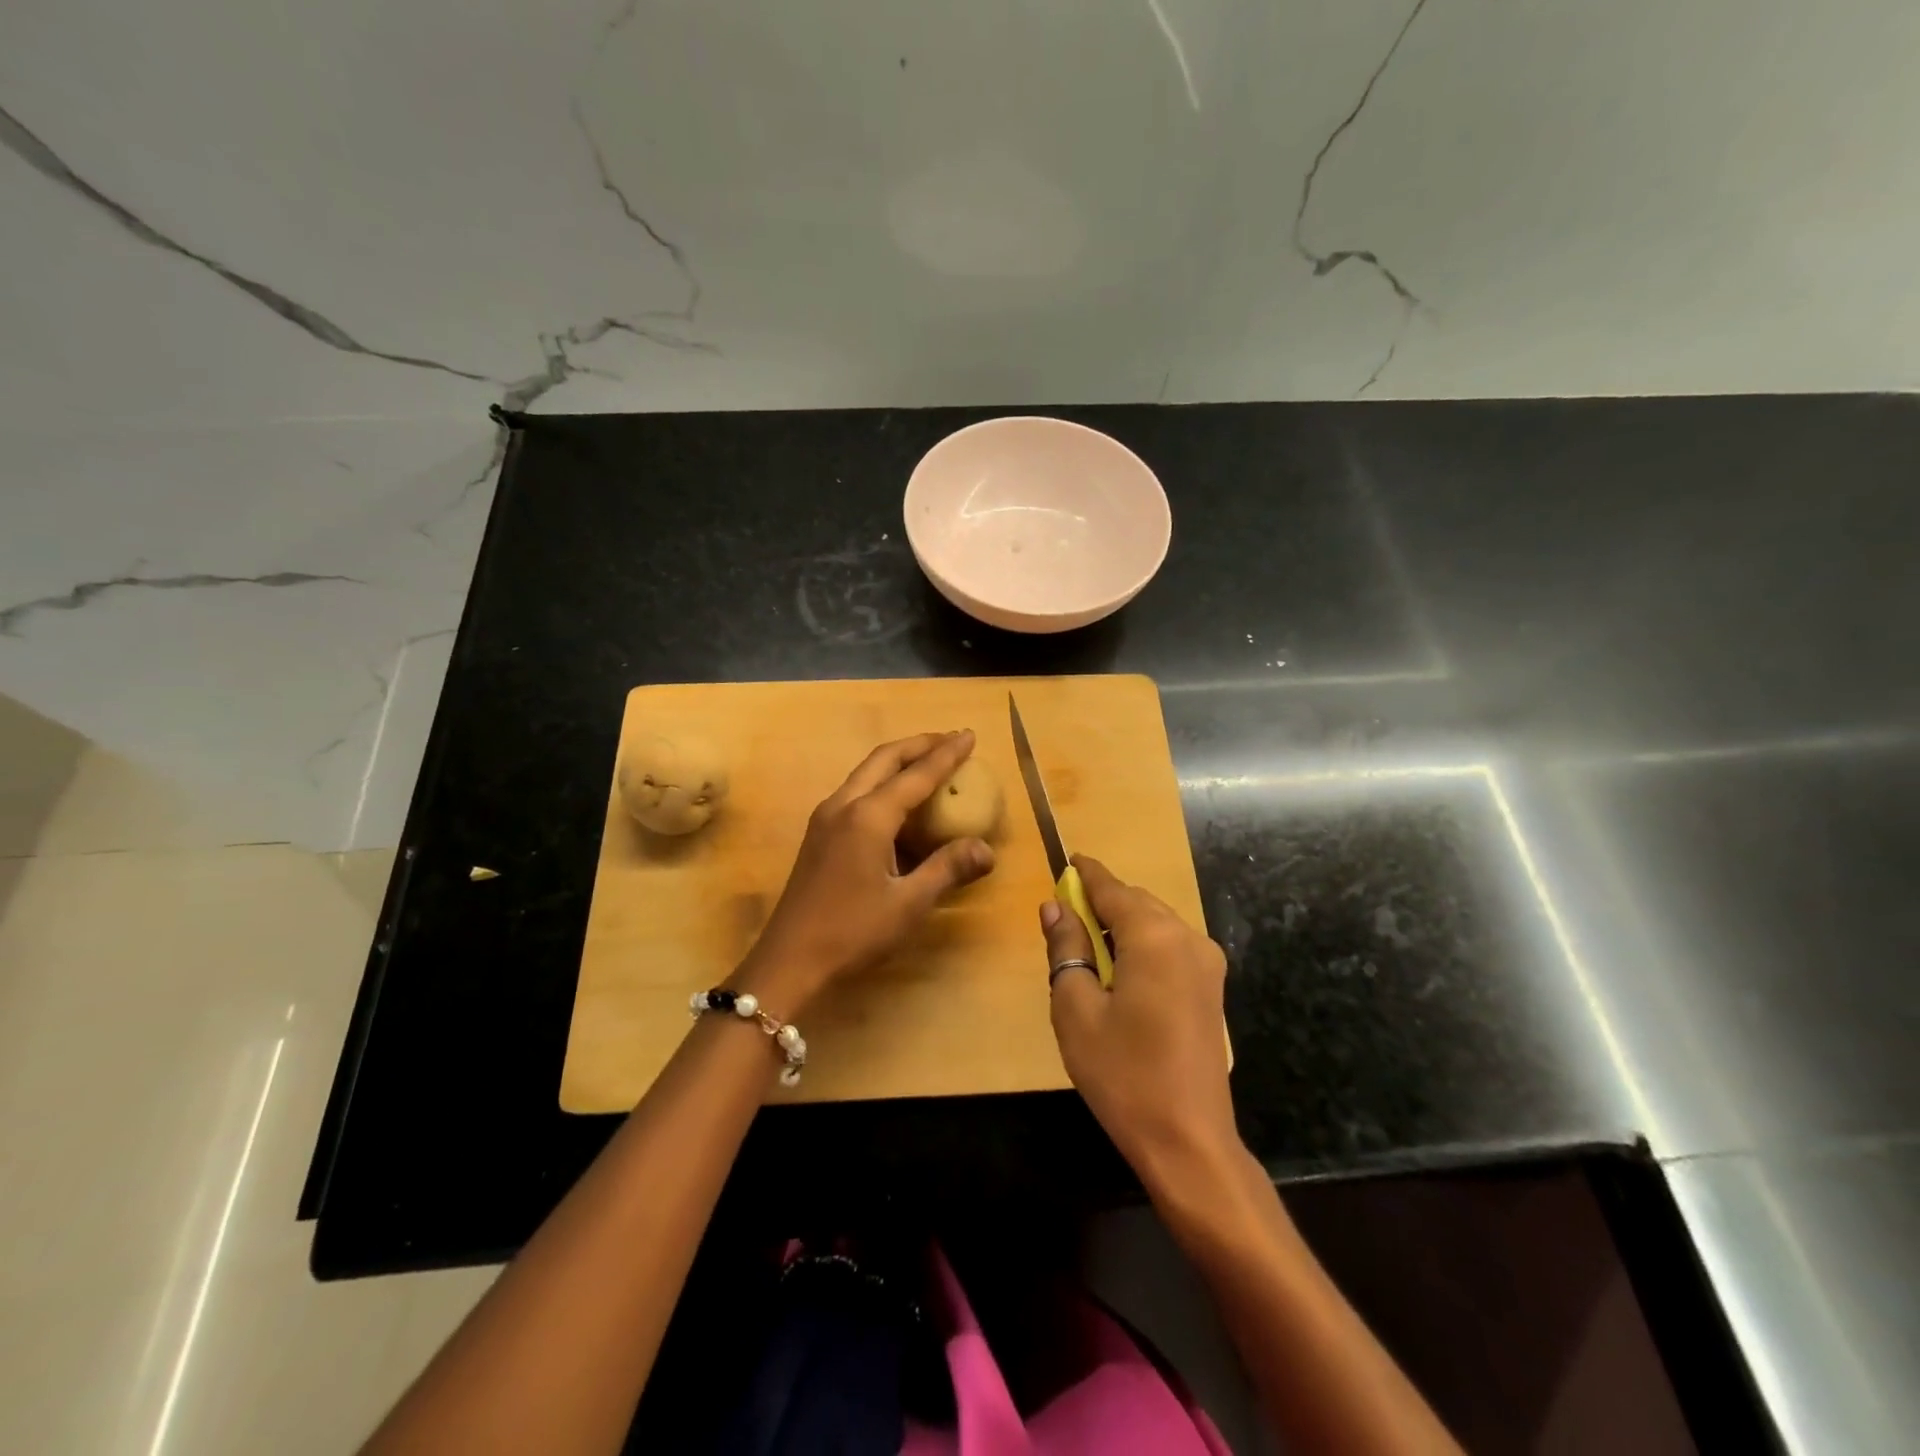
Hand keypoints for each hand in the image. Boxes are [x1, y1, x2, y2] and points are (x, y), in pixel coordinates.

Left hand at [740, 731, 995, 1011]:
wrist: (789, 962)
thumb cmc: (852, 932)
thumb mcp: (909, 904)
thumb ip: (947, 869)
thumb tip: (987, 849)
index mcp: (868, 817)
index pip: (916, 774)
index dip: (946, 754)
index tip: (969, 735)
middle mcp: (843, 805)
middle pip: (884, 759)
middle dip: (918, 745)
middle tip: (950, 739)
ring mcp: (825, 818)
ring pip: (866, 773)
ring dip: (898, 761)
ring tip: (928, 762)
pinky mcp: (818, 835)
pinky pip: (856, 793)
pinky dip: (882, 783)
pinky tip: (897, 803)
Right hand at [1041, 855, 1240, 1191]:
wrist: (1189, 1141)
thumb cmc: (1123, 1074)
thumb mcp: (1075, 1009)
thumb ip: (1066, 948)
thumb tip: (1055, 907)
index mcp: (1155, 937)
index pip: (1113, 889)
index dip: (1087, 874)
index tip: (1067, 859)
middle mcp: (1188, 939)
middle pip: (1137, 903)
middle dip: (1103, 902)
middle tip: (1067, 915)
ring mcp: (1207, 964)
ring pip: (1156, 924)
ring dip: (1123, 925)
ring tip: (1089, 947)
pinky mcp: (1211, 989)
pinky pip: (1171, 947)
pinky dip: (1142, 945)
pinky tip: (1121, 972)